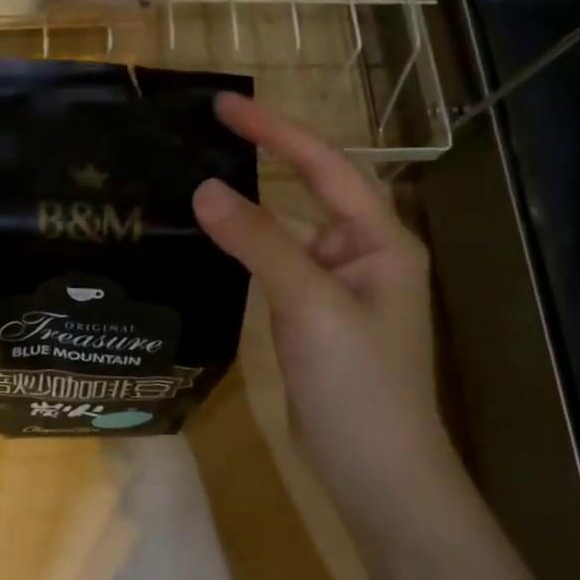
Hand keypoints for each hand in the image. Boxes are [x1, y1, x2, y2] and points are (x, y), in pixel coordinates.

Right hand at [192, 94, 457, 518]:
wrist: (377, 474)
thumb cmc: (359, 384)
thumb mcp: (310, 305)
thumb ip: (259, 242)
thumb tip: (204, 188)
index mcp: (380, 240)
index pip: (324, 166)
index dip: (277, 130)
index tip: (226, 105)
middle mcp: (361, 254)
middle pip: (309, 189)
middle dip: (266, 154)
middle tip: (209, 128)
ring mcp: (335, 287)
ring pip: (286, 229)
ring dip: (250, 203)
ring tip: (199, 175)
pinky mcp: (310, 316)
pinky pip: (275, 264)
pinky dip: (245, 246)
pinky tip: (211, 239)